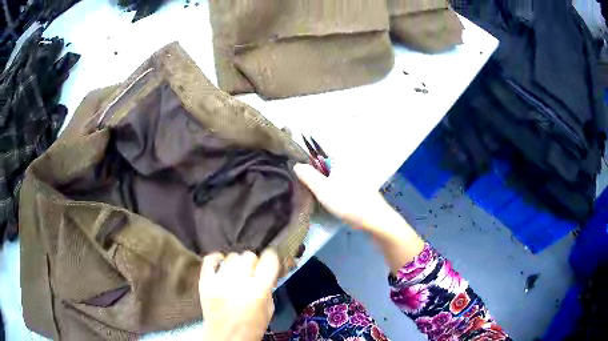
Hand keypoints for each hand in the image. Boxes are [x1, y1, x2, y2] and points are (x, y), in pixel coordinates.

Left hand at [199, 250, 279, 340]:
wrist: (226, 339)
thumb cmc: (250, 328)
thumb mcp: (268, 310)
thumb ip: (268, 289)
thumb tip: (267, 273)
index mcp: (258, 292)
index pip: (268, 260)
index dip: (271, 257)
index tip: (270, 260)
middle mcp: (238, 284)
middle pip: (248, 256)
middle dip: (254, 262)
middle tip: (253, 271)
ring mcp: (219, 282)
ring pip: (231, 257)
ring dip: (237, 263)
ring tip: (237, 272)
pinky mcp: (205, 283)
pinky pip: (209, 260)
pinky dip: (216, 258)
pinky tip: (221, 263)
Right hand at [293, 163, 424, 273]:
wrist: (376, 220)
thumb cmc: (349, 203)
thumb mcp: (324, 190)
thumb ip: (309, 177)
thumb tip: (297, 165)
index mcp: (340, 161)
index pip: (319, 153)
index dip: (306, 160)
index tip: (295, 170)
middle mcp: (348, 165)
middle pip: (324, 165)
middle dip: (313, 173)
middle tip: (300, 185)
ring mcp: (354, 177)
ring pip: (332, 176)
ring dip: (322, 183)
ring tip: (311, 194)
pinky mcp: (357, 188)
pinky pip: (339, 185)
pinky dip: (331, 189)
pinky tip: (327, 200)